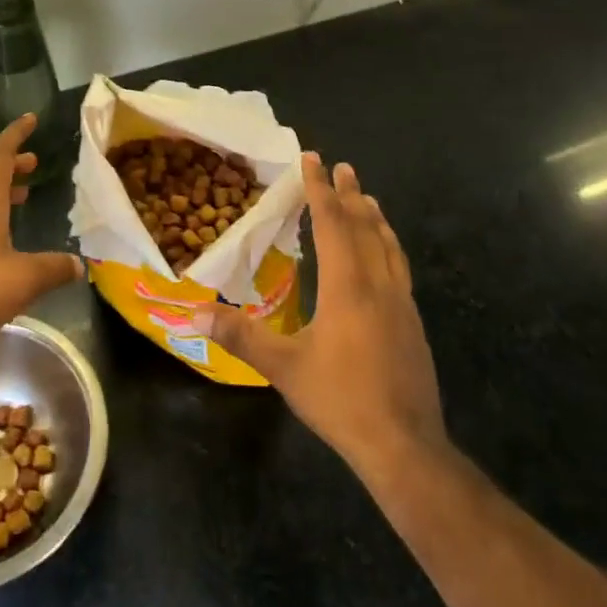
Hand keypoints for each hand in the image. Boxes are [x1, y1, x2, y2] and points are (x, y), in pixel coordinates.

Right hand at [196, 154, 444, 474]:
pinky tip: (386, 255)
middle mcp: (378, 284)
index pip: (333, 224)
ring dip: (374, 217)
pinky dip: (389, 245)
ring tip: (368, 199)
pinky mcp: (413, 324)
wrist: (405, 446)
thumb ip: (240, 336)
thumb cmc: (340, 399)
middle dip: (350, 194)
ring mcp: (401, 304)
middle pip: (364, 227)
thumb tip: (193, 314)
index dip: (320, 190)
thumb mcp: (283, 368)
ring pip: (388, 246)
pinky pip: (399, 267)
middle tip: (343, 167)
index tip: (313, 159)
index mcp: (347, 286)